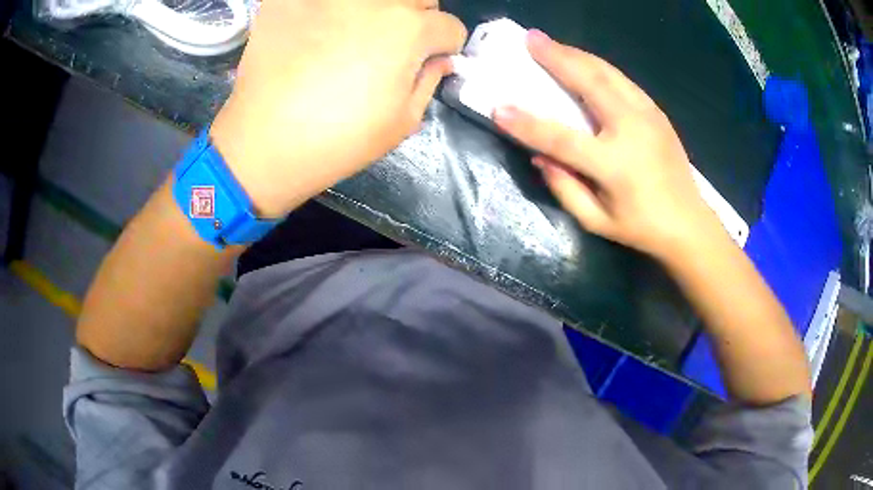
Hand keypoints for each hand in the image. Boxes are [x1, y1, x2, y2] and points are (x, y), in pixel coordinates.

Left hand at [210, 0, 466, 217]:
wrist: (263, 144)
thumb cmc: (338, 141)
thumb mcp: (401, 122)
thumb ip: (428, 81)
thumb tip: (439, 60)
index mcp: (409, 30)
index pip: (449, 27)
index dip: (443, 48)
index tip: (425, 63)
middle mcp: (375, 0)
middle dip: (417, 20)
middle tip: (392, 46)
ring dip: (376, 12)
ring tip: (351, 36)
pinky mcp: (289, 0)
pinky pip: (320, 0)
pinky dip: (324, 12)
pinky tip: (311, 33)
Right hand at [494, 30, 724, 259]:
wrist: (689, 222)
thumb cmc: (641, 227)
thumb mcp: (597, 221)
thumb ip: (564, 188)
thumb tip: (539, 155)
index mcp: (615, 165)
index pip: (562, 138)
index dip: (527, 124)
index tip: (498, 108)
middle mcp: (632, 130)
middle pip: (589, 83)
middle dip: (556, 57)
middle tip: (530, 39)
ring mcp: (648, 115)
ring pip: (607, 72)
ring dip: (576, 54)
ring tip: (551, 43)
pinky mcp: (656, 111)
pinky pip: (621, 79)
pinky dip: (596, 65)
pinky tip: (581, 61)